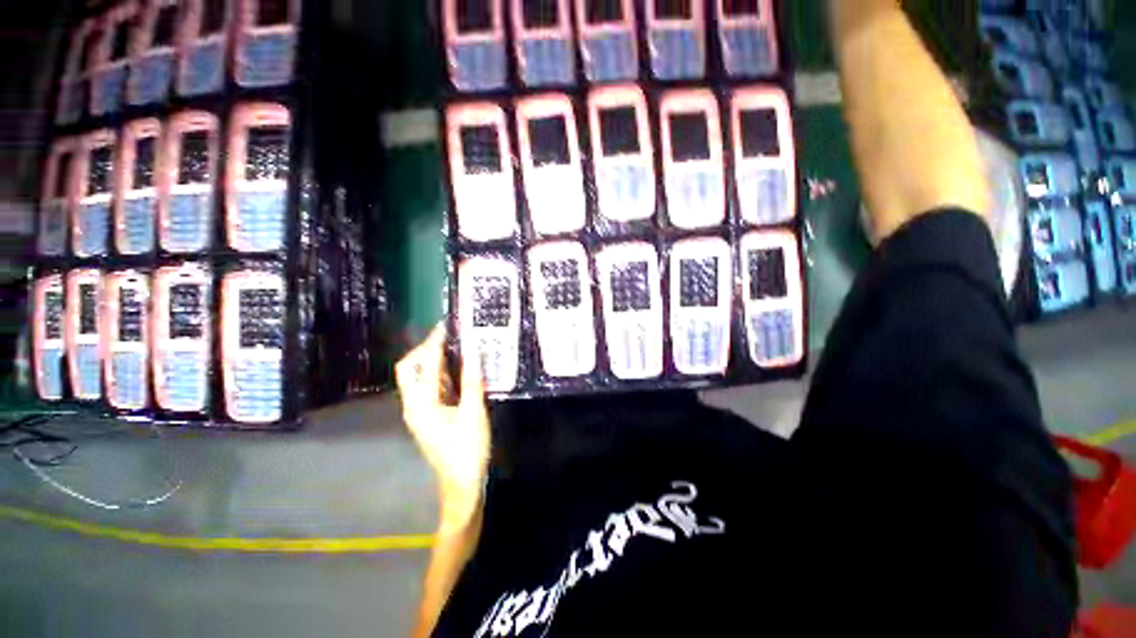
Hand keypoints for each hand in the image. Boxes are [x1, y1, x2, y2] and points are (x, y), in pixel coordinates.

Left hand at [396, 324, 489, 533]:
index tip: (446, 326)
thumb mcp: (473, 413)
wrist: (461, 483)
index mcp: (422, 404)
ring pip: (419, 378)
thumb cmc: (467, 449)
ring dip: (433, 361)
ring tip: (455, 347)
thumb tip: (473, 351)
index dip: (434, 343)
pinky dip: (439, 374)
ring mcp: (419, 412)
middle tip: (449, 338)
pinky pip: (428, 388)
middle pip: (410, 369)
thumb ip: (471, 381)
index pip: (424, 364)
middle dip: (426, 350)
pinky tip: (457, 370)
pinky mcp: (428, 416)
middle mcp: (414, 405)